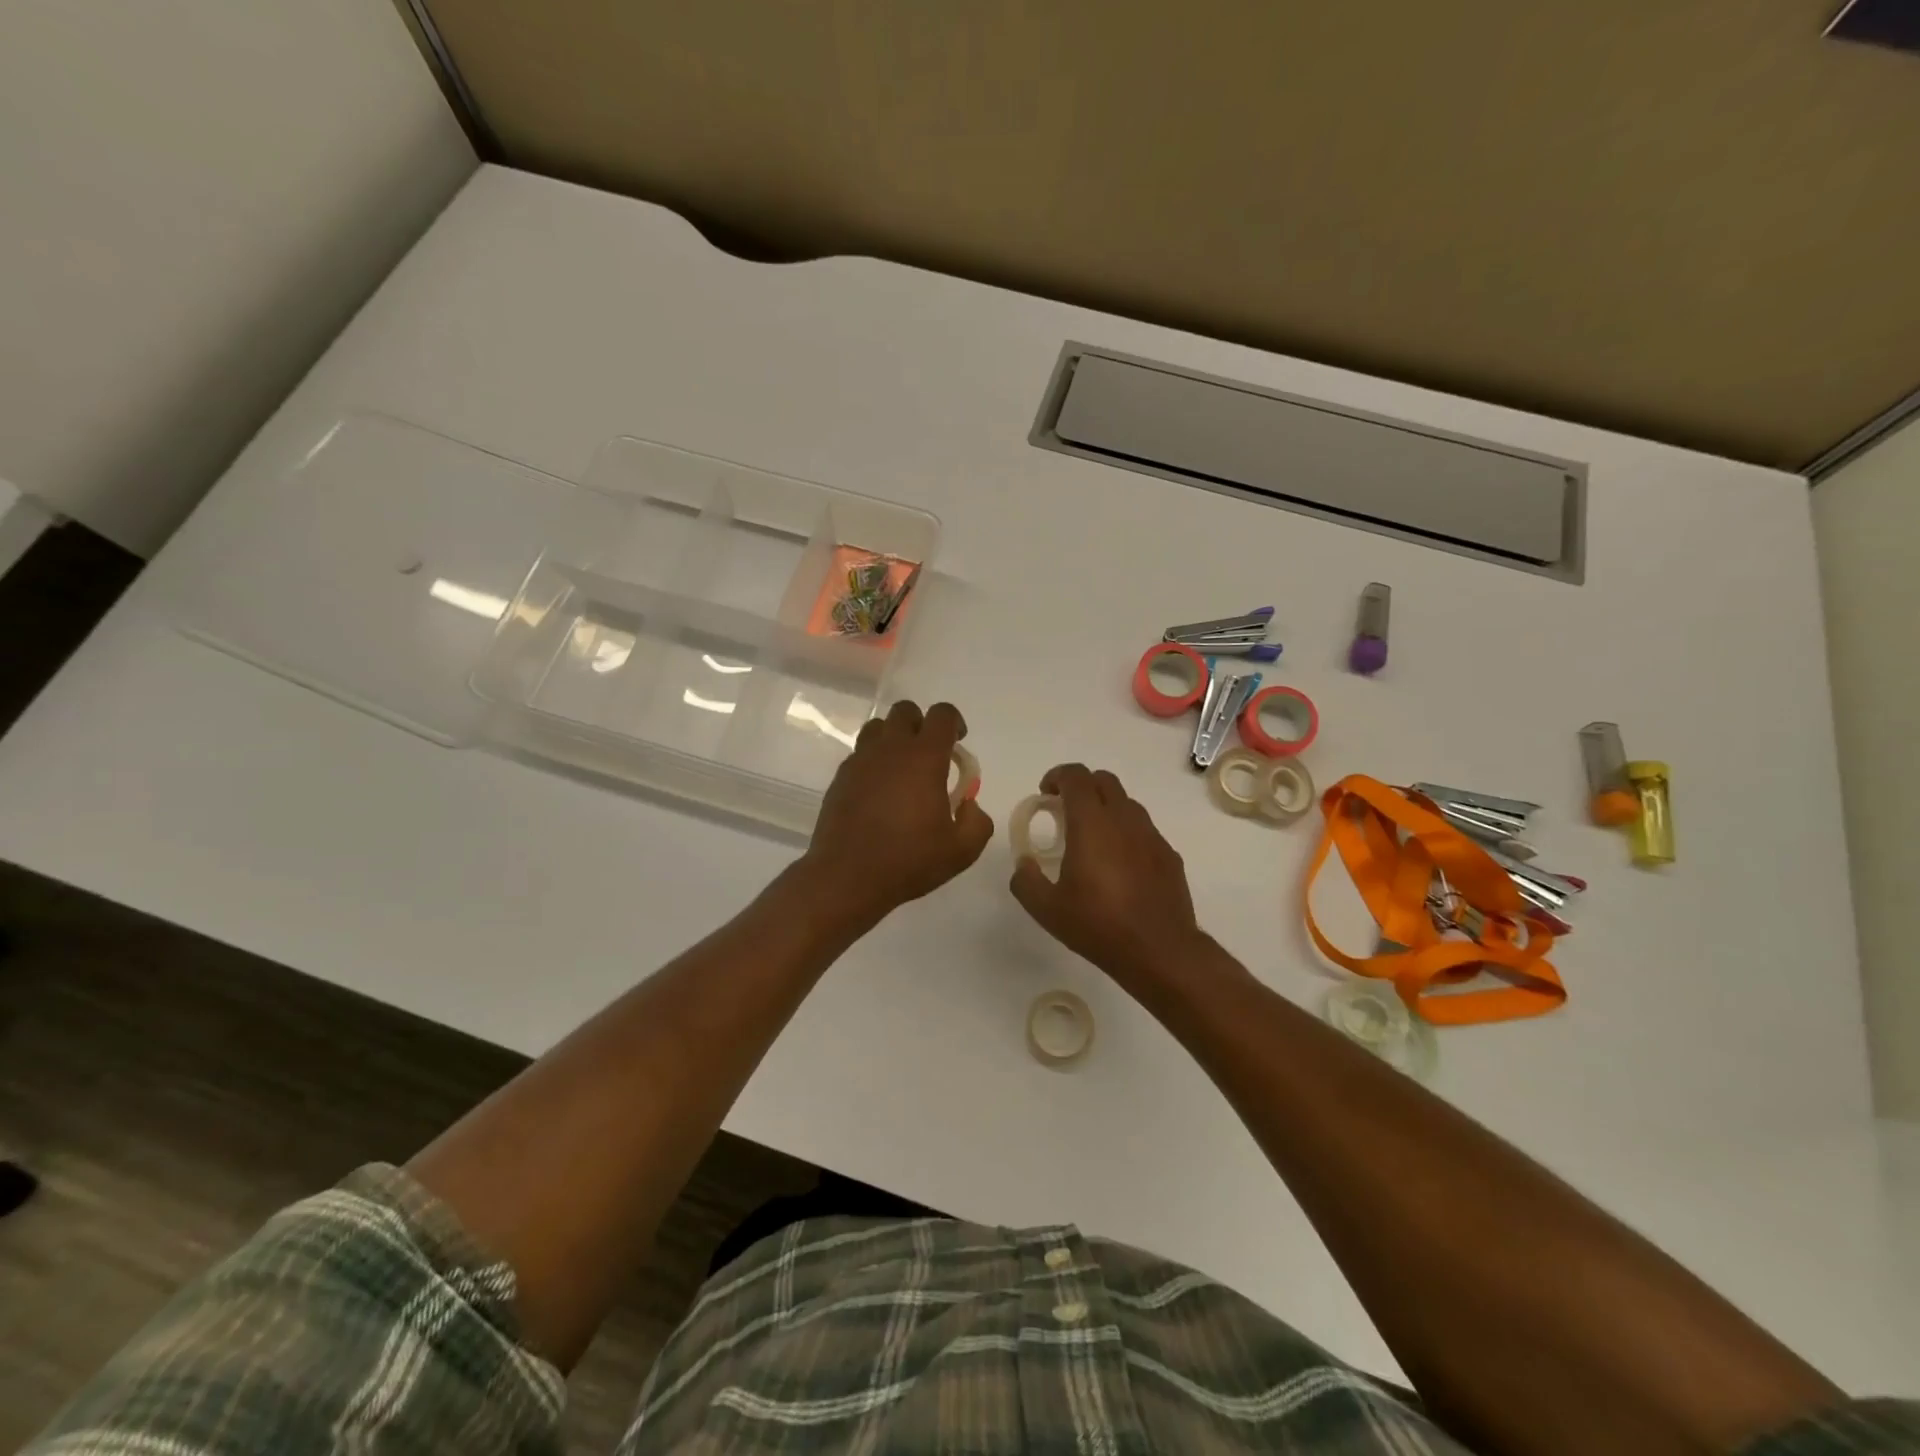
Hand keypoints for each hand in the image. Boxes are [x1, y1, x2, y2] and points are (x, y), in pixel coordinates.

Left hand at [800, 700, 993, 925]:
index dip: (954, 722)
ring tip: (902, 768)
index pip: (941, 714)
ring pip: (878, 727)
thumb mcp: (961, 851)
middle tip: (930, 755)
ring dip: (894, 738)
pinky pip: (860, 753)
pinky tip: (879, 791)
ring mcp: (860, 760)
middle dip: (921, 724)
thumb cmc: (908, 861)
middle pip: (905, 711)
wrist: (847, 877)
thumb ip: (978, 822)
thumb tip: (969, 804)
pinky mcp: (840, 777)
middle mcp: (890, 749)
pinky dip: (873, 761)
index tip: (958, 743)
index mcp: (924, 758)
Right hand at [1009, 763, 1206, 986]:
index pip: (1076, 776)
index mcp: (1092, 823)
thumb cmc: (1099, 925)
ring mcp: (1151, 835)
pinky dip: (1126, 833)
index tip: (1045, 794)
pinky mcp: (1169, 854)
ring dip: (1105, 808)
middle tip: (1065, 812)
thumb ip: (1026, 880)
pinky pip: (1144, 830)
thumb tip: (1023, 864)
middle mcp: (1124, 819)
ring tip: (1092, 839)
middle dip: (1081, 787)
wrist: (1160, 951)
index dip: (1057, 776)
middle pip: (1104, 781)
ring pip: (1127, 803)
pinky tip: (1119, 865)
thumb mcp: (1047, 909)